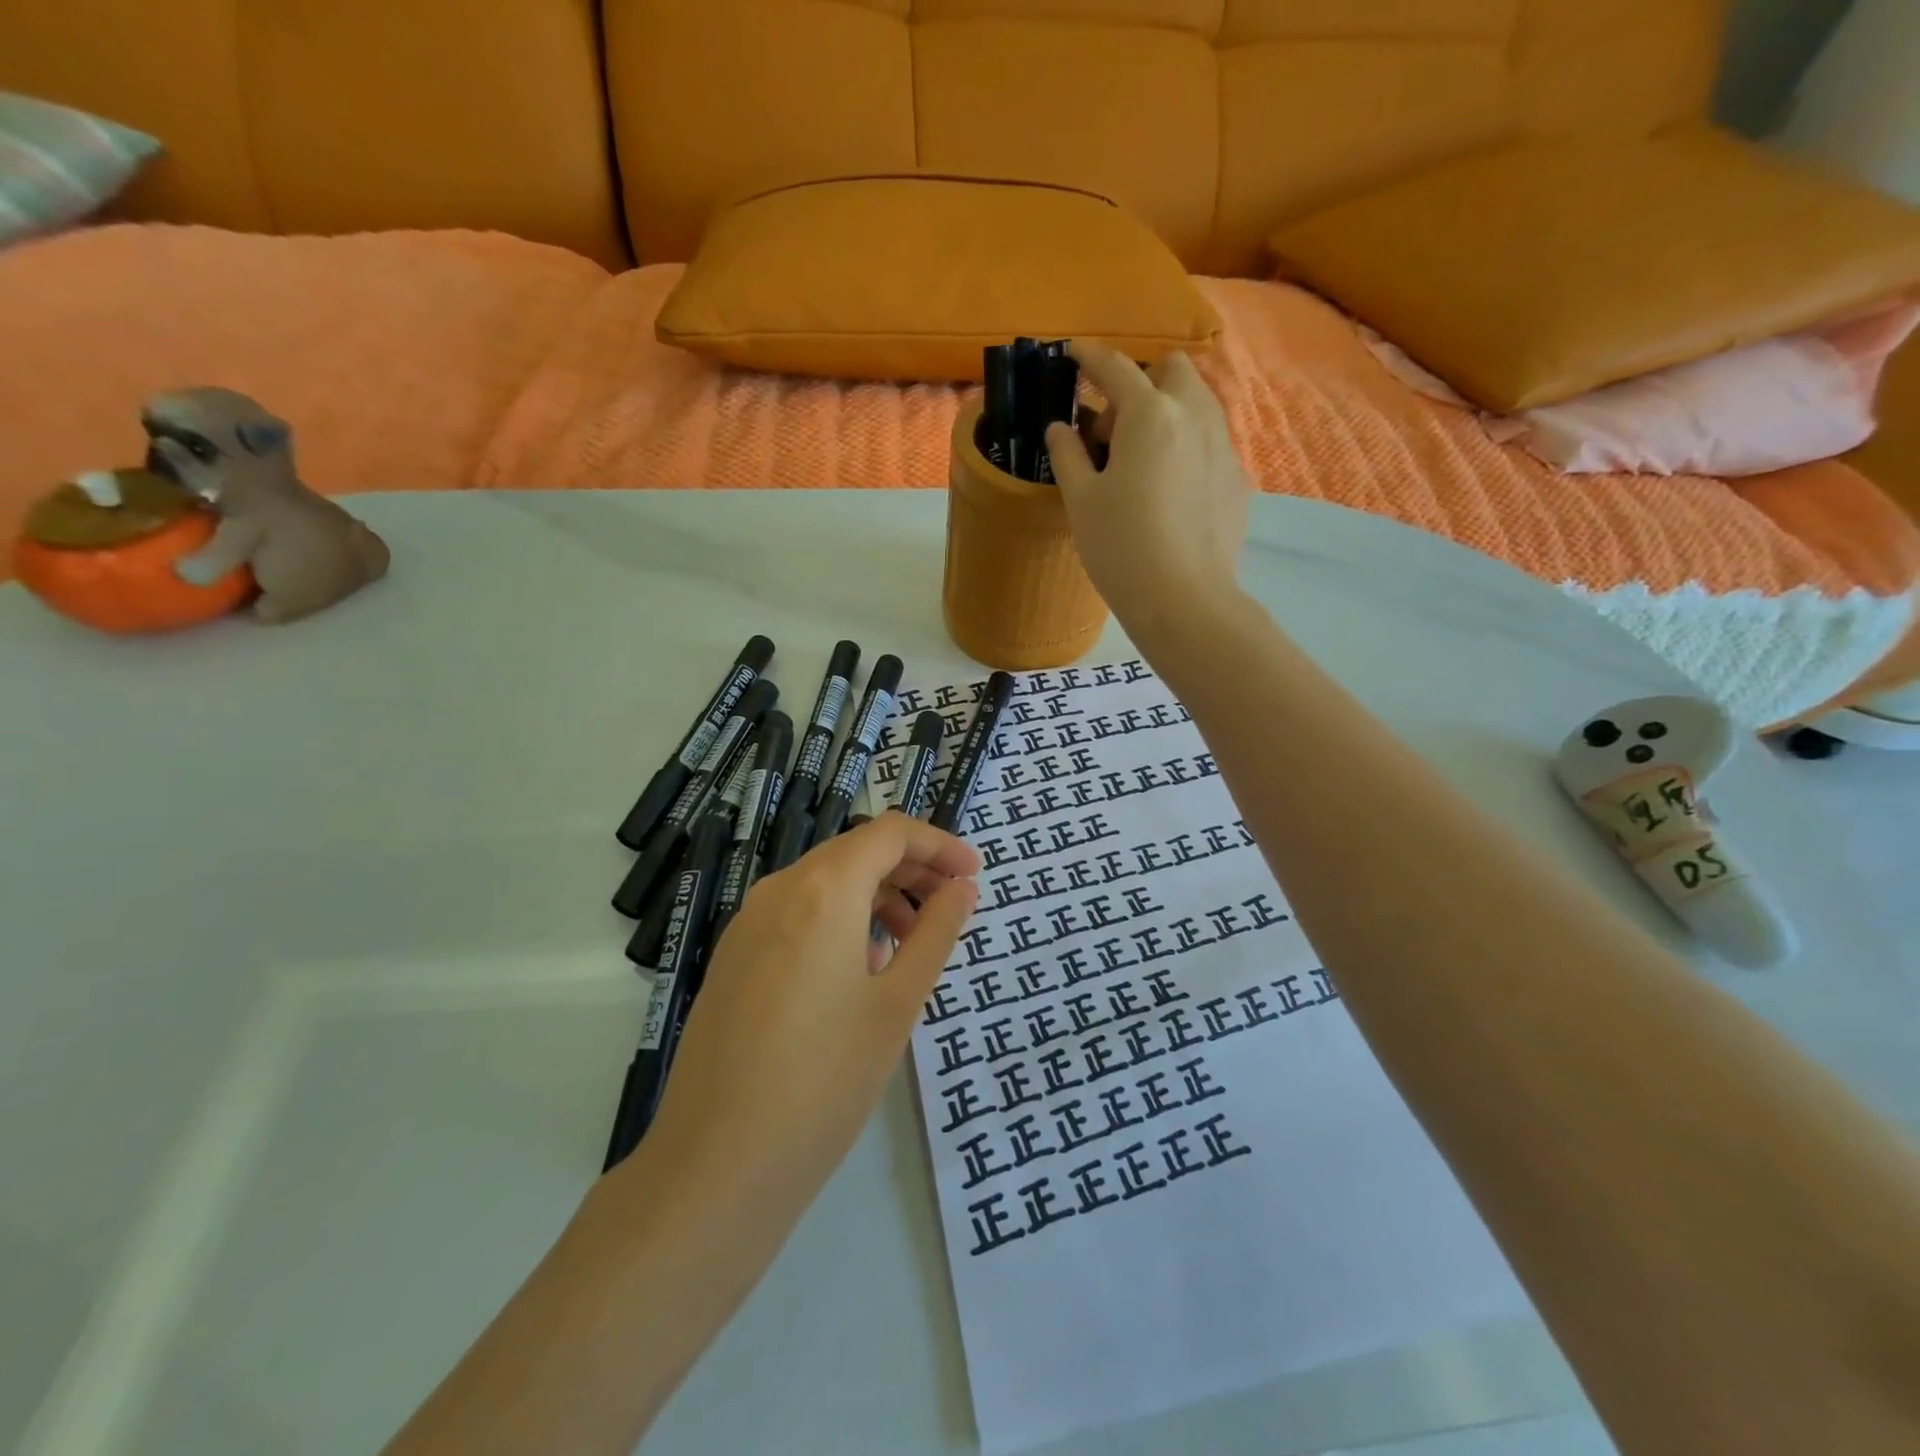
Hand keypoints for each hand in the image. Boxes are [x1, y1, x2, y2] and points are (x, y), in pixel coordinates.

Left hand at [642, 814, 980, 1208]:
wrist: (717, 1164)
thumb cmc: (825, 1080)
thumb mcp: (896, 1003)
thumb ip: (935, 933)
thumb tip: (962, 888)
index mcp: (823, 889)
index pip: (890, 832)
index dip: (939, 845)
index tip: (974, 875)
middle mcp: (779, 889)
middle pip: (856, 851)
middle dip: (911, 869)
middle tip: (952, 907)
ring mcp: (748, 922)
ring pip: (825, 881)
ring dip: (876, 894)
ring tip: (910, 943)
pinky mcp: (733, 956)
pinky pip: (797, 912)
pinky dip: (840, 918)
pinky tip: (859, 969)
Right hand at [1044, 342, 1252, 630]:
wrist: (1183, 600)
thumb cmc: (1120, 547)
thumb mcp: (1080, 500)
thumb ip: (1067, 454)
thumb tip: (1060, 427)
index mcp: (1150, 415)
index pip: (1115, 368)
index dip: (1089, 357)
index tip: (1072, 352)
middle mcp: (1194, 416)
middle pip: (1172, 370)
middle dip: (1141, 381)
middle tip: (1112, 428)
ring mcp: (1222, 446)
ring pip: (1197, 403)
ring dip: (1166, 411)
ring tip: (1140, 459)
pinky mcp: (1236, 478)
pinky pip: (1209, 442)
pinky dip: (1185, 446)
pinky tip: (1168, 490)